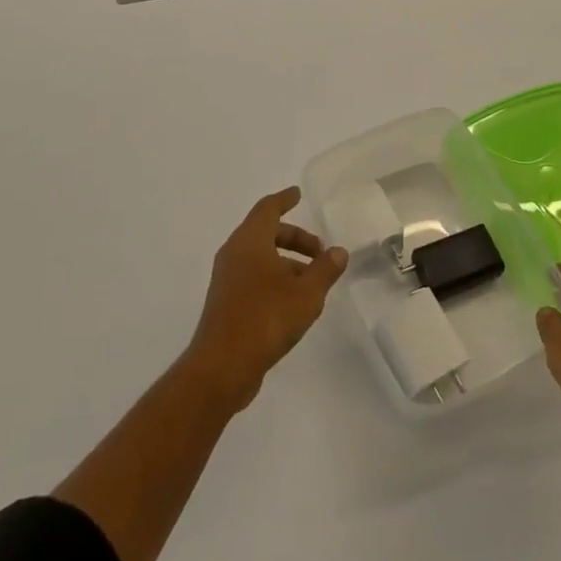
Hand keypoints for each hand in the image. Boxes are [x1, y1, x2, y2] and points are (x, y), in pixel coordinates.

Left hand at [184, 187, 346, 413]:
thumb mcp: (306, 293)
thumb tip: (338, 251)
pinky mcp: (226, 303)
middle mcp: (234, 253)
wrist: (222, 366)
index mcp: (249, 241)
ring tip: (313, 282)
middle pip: (265, 233)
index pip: (268, 209)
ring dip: (287, 262)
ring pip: (260, 258)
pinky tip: (294, 302)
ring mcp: (227, 279)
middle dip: (294, 238)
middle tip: (320, 251)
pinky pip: (253, 278)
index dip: (284, 199)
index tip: (297, 194)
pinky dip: (275, 279)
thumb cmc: (266, 318)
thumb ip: (325, 269)